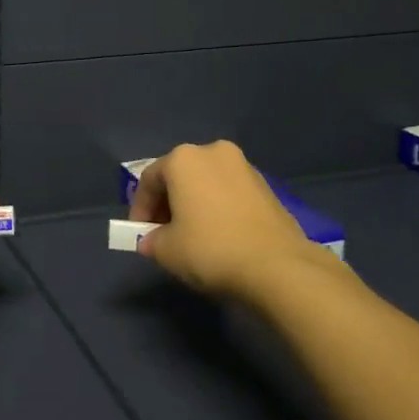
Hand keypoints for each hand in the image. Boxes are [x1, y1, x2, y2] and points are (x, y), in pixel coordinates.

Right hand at [131, 140, 342, 302]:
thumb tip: (152, 241)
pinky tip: (220, 235)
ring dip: (194, 204)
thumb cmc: (211, 249)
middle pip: (179, 176)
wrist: (278, 267)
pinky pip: (229, 192)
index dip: (140, 209)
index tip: (140, 234)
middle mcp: (213, 152)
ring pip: (206, 183)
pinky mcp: (266, 186)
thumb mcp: (167, 250)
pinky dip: (218, 208)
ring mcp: (244, 166)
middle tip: (164, 234)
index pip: (149, 180)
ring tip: (193, 236)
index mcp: (183, 159)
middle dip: (168, 204)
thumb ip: (151, 240)